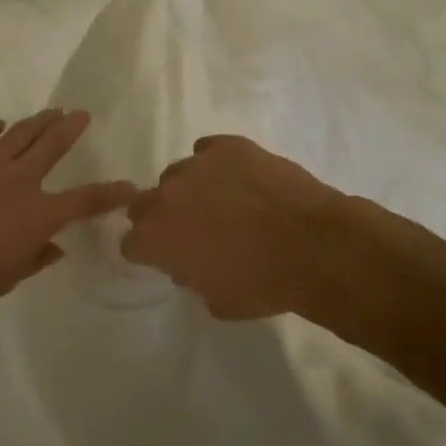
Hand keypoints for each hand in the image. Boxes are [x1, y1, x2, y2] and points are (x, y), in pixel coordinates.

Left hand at [0, 111, 134, 324]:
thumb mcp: (6, 280)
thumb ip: (34, 259)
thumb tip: (54, 248)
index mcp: (37, 215)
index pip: (85, 200)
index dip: (111, 194)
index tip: (130, 187)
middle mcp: (17, 180)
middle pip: (52, 147)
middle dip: (70, 129)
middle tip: (81, 115)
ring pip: (19, 134)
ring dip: (38, 121)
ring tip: (51, 111)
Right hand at [121, 135, 347, 320]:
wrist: (314, 246)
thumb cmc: (263, 284)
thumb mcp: (217, 300)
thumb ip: (191, 277)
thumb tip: (189, 263)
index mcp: (155, 238)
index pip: (131, 242)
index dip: (148, 251)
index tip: (167, 257)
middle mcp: (166, 195)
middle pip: (145, 203)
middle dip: (162, 217)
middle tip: (192, 230)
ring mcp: (197, 165)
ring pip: (178, 174)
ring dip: (191, 190)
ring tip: (223, 202)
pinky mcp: (228, 145)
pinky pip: (208, 150)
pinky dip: (216, 163)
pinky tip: (238, 178)